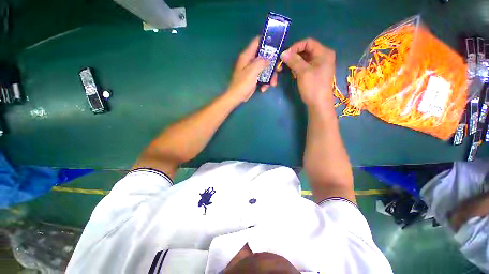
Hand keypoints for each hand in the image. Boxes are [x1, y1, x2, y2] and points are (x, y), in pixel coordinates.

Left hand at [225, 36, 277, 103]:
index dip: (267, 41)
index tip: (278, 46)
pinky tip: (263, 89)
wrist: (237, 97)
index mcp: (247, 56)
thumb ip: (261, 62)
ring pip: (265, 68)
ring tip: (272, 84)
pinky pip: (262, 76)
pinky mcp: (254, 78)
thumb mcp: (252, 71)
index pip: (257, 41)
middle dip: (272, 64)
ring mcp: (252, 70)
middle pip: (264, 56)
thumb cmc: (243, 84)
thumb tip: (270, 58)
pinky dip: (265, 82)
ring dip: (270, 76)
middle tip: (279, 69)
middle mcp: (250, 61)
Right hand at [279, 38, 334, 107]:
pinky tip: (293, 73)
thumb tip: (283, 53)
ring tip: (286, 68)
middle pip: (306, 50)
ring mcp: (319, 65)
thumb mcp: (303, 72)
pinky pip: (305, 66)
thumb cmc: (313, 87)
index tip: (285, 55)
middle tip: (283, 62)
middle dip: (294, 55)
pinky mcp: (315, 73)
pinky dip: (298, 67)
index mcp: (324, 53)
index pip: (308, 42)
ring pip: (304, 59)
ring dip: (294, 62)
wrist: (318, 104)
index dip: (295, 47)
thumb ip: (294, 60)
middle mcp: (323, 56)